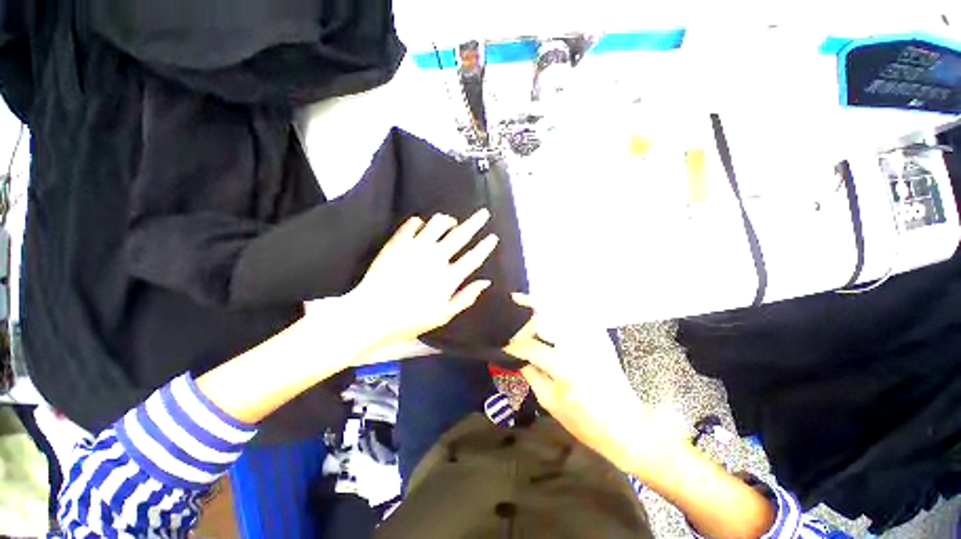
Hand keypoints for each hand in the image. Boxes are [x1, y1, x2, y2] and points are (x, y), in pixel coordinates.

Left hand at [347, 209, 497, 349]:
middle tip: (483, 213)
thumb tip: (485, 282)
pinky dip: (420, 222)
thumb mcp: (444, 315)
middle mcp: (436, 257)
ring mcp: (416, 248)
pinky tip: (422, 225)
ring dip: (447, 220)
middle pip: (461, 234)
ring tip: (450, 222)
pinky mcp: (398, 243)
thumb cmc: (411, 319)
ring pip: (437, 223)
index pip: (473, 257)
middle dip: (476, 222)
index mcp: (449, 277)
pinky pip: (412, 224)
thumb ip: (466, 297)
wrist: (372, 314)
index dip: (485, 246)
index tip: (493, 236)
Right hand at [504, 295, 688, 473]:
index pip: (531, 346)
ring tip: (523, 300)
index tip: (505, 346)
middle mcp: (579, 346)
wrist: (627, 426)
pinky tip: (549, 307)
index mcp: (565, 367)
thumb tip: (517, 356)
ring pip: (562, 309)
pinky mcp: (600, 337)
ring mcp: (592, 338)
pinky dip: (561, 306)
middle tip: (514, 329)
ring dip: (541, 304)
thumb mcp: (550, 402)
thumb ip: (531, 373)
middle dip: (526, 322)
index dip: (514, 345)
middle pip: (545, 318)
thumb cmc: (585, 421)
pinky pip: (578, 313)